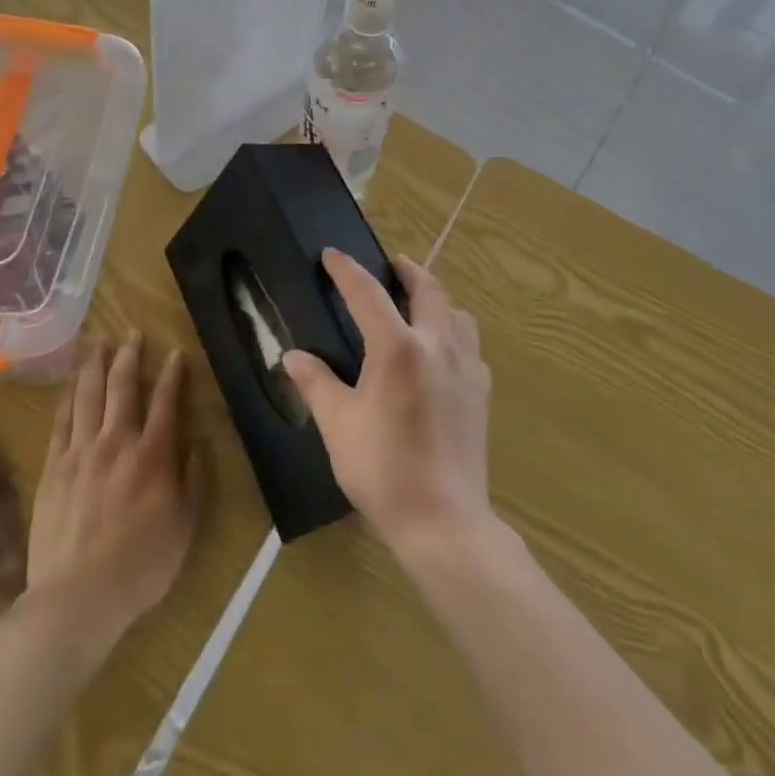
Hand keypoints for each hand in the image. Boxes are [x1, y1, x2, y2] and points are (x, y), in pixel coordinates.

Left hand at [26, 335, 202, 649]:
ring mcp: (81, 452)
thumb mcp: (184, 527)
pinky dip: (68, 396)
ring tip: (98, 343)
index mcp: (153, 455)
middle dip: (129, 355)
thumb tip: (196, 442)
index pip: (165, 400)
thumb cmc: (140, 566)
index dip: (172, 373)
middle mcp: (117, 442)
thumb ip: (192, 480)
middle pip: (123, 386)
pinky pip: (61, 421)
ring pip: (88, 395)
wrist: (76, 599)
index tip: (176, 353)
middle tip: (132, 332)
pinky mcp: (54, 467)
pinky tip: (72, 383)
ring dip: (95, 365)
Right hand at [283, 251, 491, 558]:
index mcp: (397, 349)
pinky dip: (454, 333)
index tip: (332, 255)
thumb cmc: (383, 470)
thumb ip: (316, 384)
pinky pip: (470, 345)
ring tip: (418, 305)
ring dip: (437, 299)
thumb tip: (292, 356)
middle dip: (408, 271)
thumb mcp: (338, 425)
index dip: (347, 270)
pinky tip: (441, 354)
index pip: (368, 294)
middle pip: (428, 289)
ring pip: (457, 313)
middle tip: (392, 265)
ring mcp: (465, 367)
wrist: (443, 520)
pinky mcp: (481, 391)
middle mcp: (436, 345)